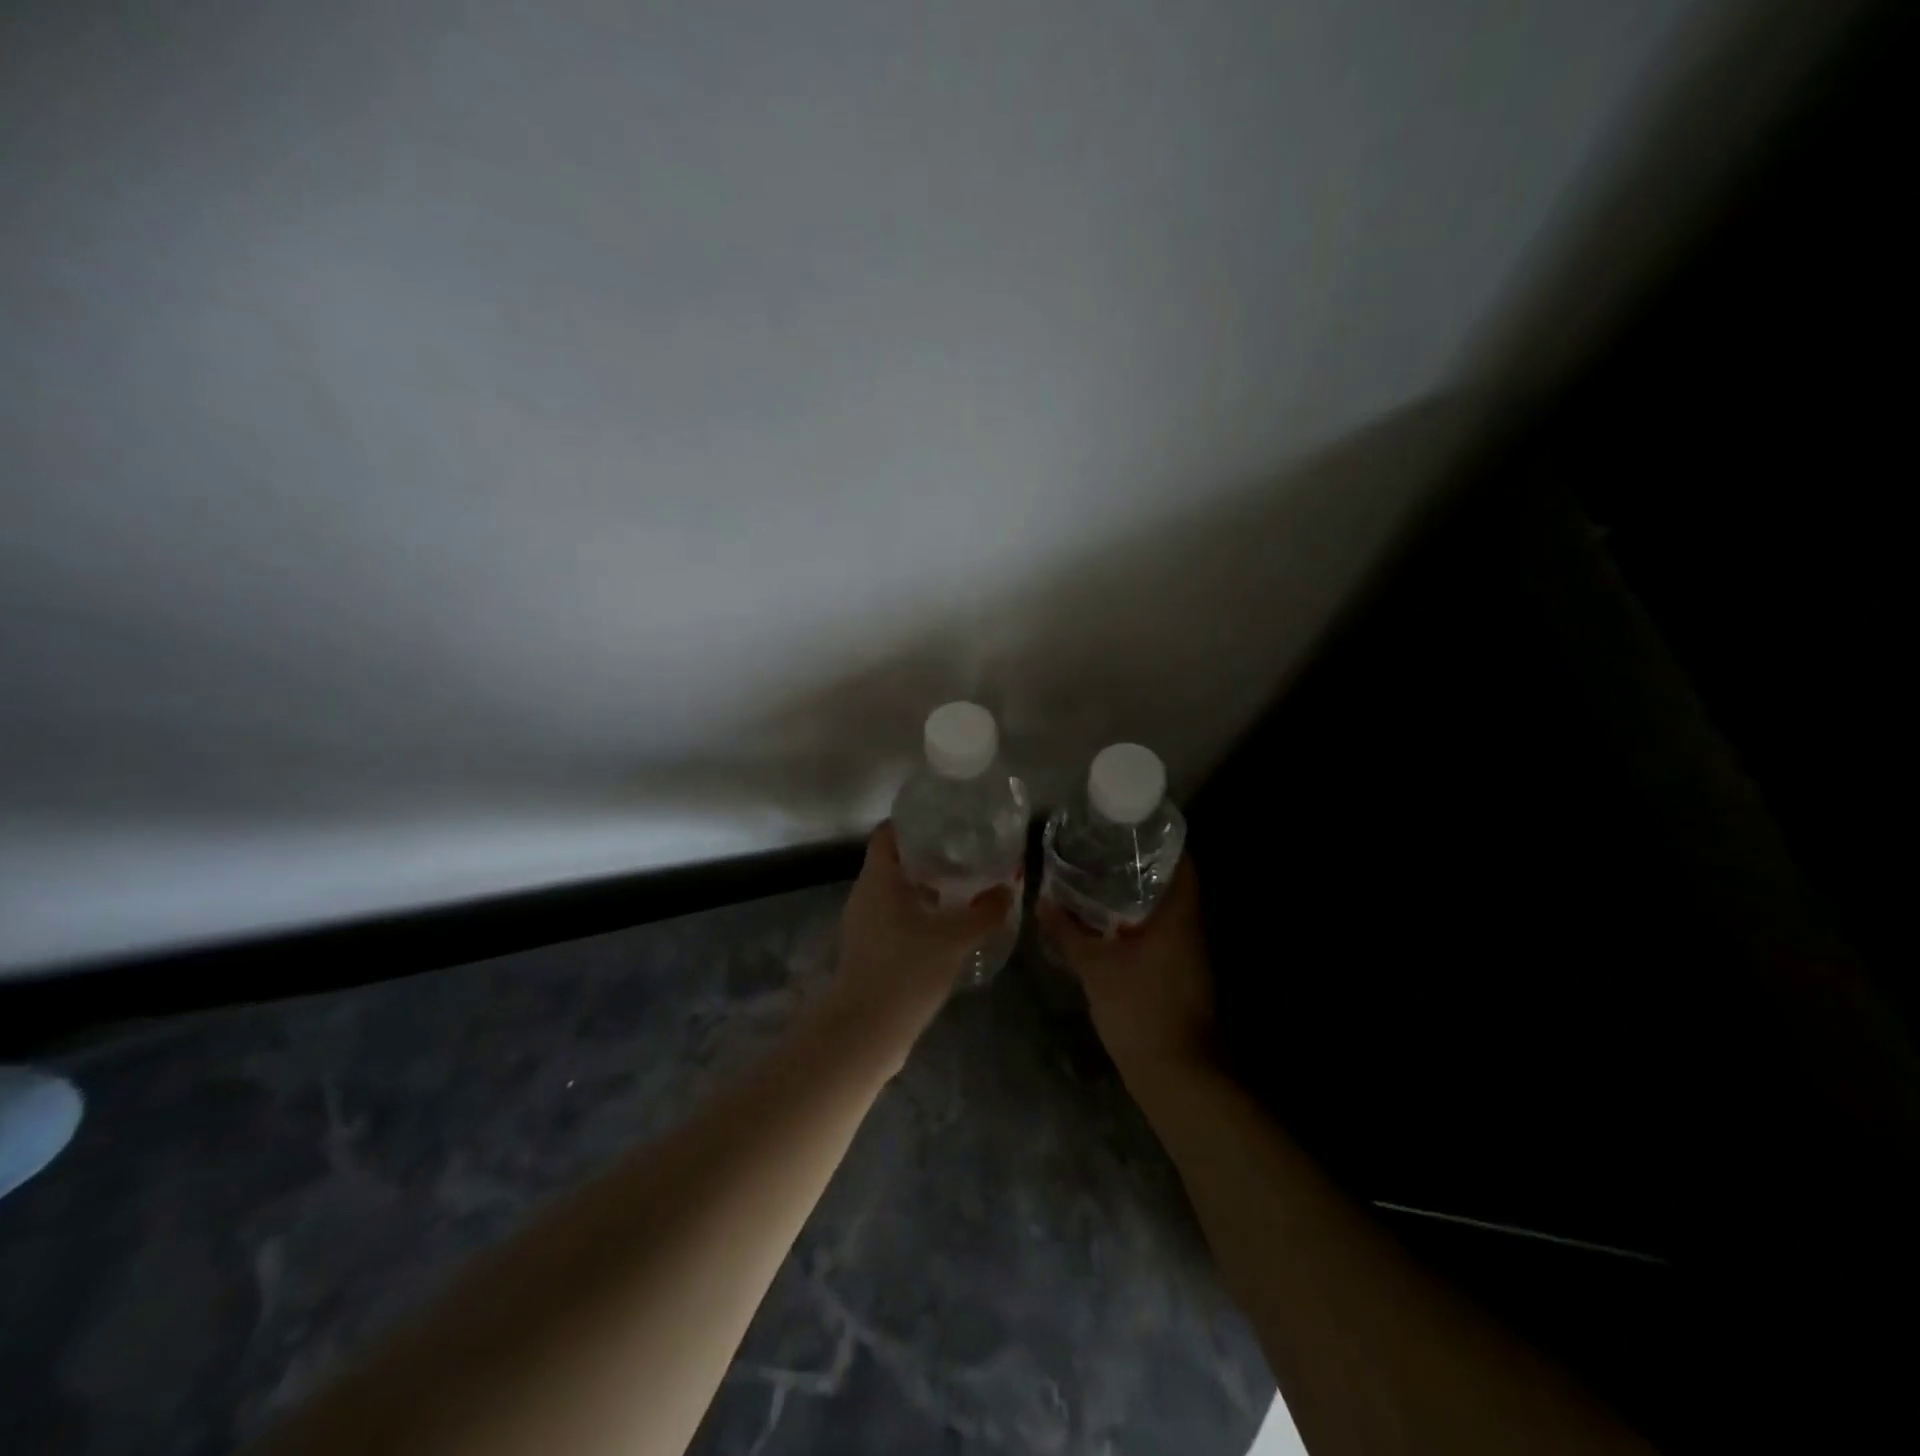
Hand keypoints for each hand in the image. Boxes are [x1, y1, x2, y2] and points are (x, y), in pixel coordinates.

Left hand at [823, 822, 1015, 1067]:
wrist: (867, 1029)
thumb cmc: (907, 969)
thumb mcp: (955, 938)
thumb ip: (986, 911)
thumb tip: (1008, 887)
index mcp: (878, 878)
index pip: (889, 833)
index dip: (913, 822)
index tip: (945, 820)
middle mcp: (865, 894)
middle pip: (894, 860)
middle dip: (927, 854)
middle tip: (964, 851)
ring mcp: (863, 923)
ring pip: (894, 891)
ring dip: (924, 886)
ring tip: (962, 885)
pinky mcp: (868, 949)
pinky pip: (893, 916)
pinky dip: (917, 912)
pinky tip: (945, 924)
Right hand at [1038, 859, 1216, 1084]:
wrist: (1176, 1074)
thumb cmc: (1140, 1008)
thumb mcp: (1096, 966)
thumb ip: (1069, 932)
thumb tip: (1043, 900)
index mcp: (1179, 915)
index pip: (1183, 862)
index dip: (1162, 839)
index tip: (1130, 827)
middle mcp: (1191, 928)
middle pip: (1174, 883)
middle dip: (1143, 865)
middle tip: (1105, 849)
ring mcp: (1190, 954)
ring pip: (1168, 911)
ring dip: (1140, 895)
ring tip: (1101, 878)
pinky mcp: (1182, 975)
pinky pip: (1163, 934)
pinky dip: (1140, 922)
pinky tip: (1111, 925)